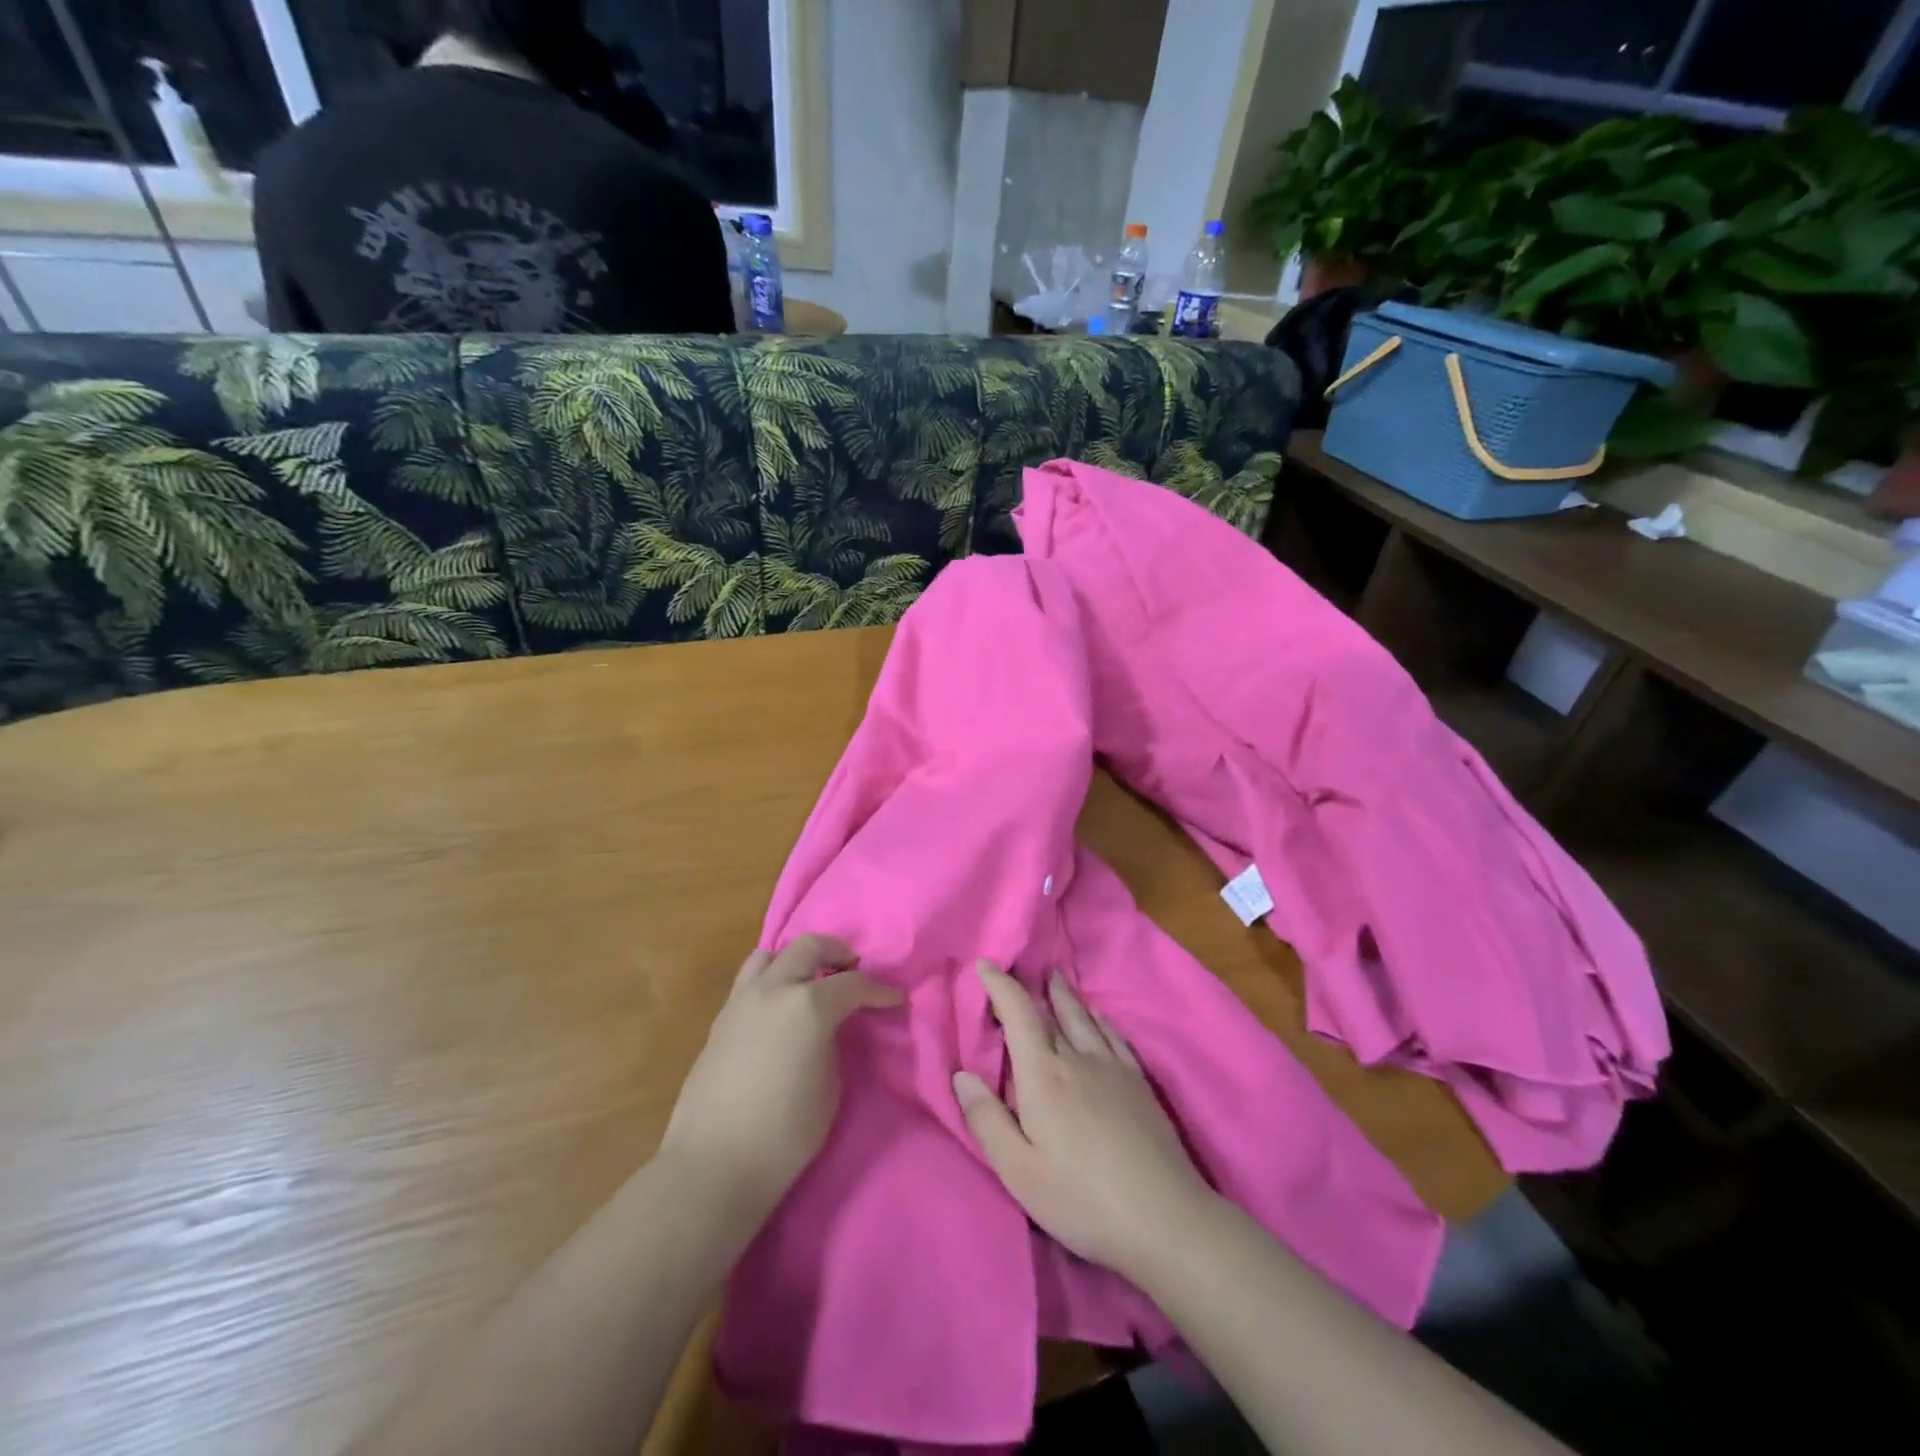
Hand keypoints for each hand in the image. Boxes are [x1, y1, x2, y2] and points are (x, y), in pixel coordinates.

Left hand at [660, 934, 902, 1218]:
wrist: (713, 1165)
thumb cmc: (784, 1134)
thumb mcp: (829, 1088)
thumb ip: (832, 1044)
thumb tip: (828, 1030)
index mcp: (808, 1005)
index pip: (853, 984)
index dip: (879, 990)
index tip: (894, 998)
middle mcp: (774, 990)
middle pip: (809, 946)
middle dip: (838, 952)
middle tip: (853, 971)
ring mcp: (741, 1000)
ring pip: (770, 954)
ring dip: (796, 960)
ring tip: (809, 982)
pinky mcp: (720, 1020)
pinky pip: (749, 981)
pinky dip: (771, 981)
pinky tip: (778, 1009)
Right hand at [952, 960, 1216, 1282]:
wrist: (1165, 1218)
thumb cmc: (1082, 1200)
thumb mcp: (1019, 1171)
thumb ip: (987, 1120)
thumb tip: (962, 1075)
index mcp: (1043, 1076)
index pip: (1018, 1014)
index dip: (999, 985)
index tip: (983, 963)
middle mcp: (1078, 1059)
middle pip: (1051, 1012)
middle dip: (1030, 988)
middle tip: (1020, 967)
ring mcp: (1113, 1069)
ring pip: (1084, 1018)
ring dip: (1066, 996)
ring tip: (1056, 978)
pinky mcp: (1139, 1084)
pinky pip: (1114, 1036)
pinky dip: (1100, 1019)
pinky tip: (1099, 1017)